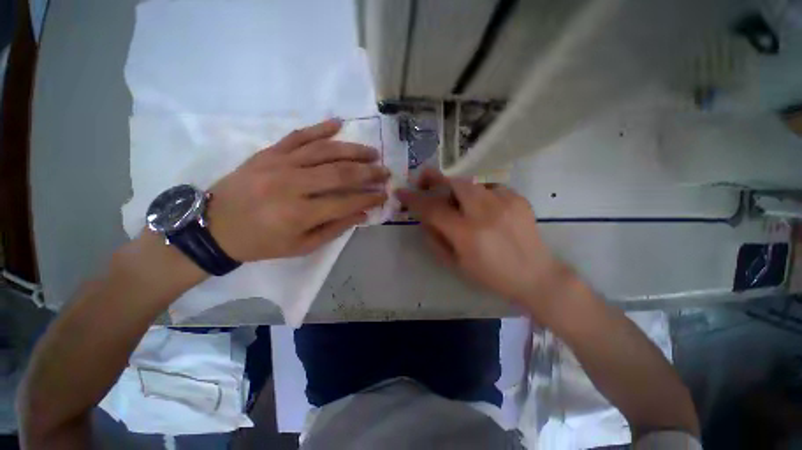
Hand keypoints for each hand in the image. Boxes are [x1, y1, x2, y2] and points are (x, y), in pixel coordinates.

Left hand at [206, 119, 388, 261]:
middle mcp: (291, 185)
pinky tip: (338, 123)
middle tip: (385, 171)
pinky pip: (298, 136)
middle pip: (339, 173)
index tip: (384, 195)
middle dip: (368, 173)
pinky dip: (320, 128)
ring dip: (353, 150)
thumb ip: (334, 229)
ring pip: (324, 151)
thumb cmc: (261, 242)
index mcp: (298, 214)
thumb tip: (361, 213)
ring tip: (372, 152)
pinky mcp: (268, 153)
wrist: (212, 226)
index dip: (368, 199)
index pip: (345, 202)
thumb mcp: (301, 246)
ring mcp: (278, 164)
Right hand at [396, 168, 571, 313]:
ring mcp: (504, 202)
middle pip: (454, 183)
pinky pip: (489, 188)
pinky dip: (479, 195)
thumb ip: (435, 239)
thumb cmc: (491, 275)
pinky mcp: (518, 198)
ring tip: (458, 202)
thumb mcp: (456, 264)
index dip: (414, 199)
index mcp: (467, 234)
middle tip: (426, 181)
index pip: (433, 209)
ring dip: (458, 189)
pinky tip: (484, 209)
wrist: (535, 276)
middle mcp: (485, 212)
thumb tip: (425, 219)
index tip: (402, 192)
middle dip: (436, 178)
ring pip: (472, 182)